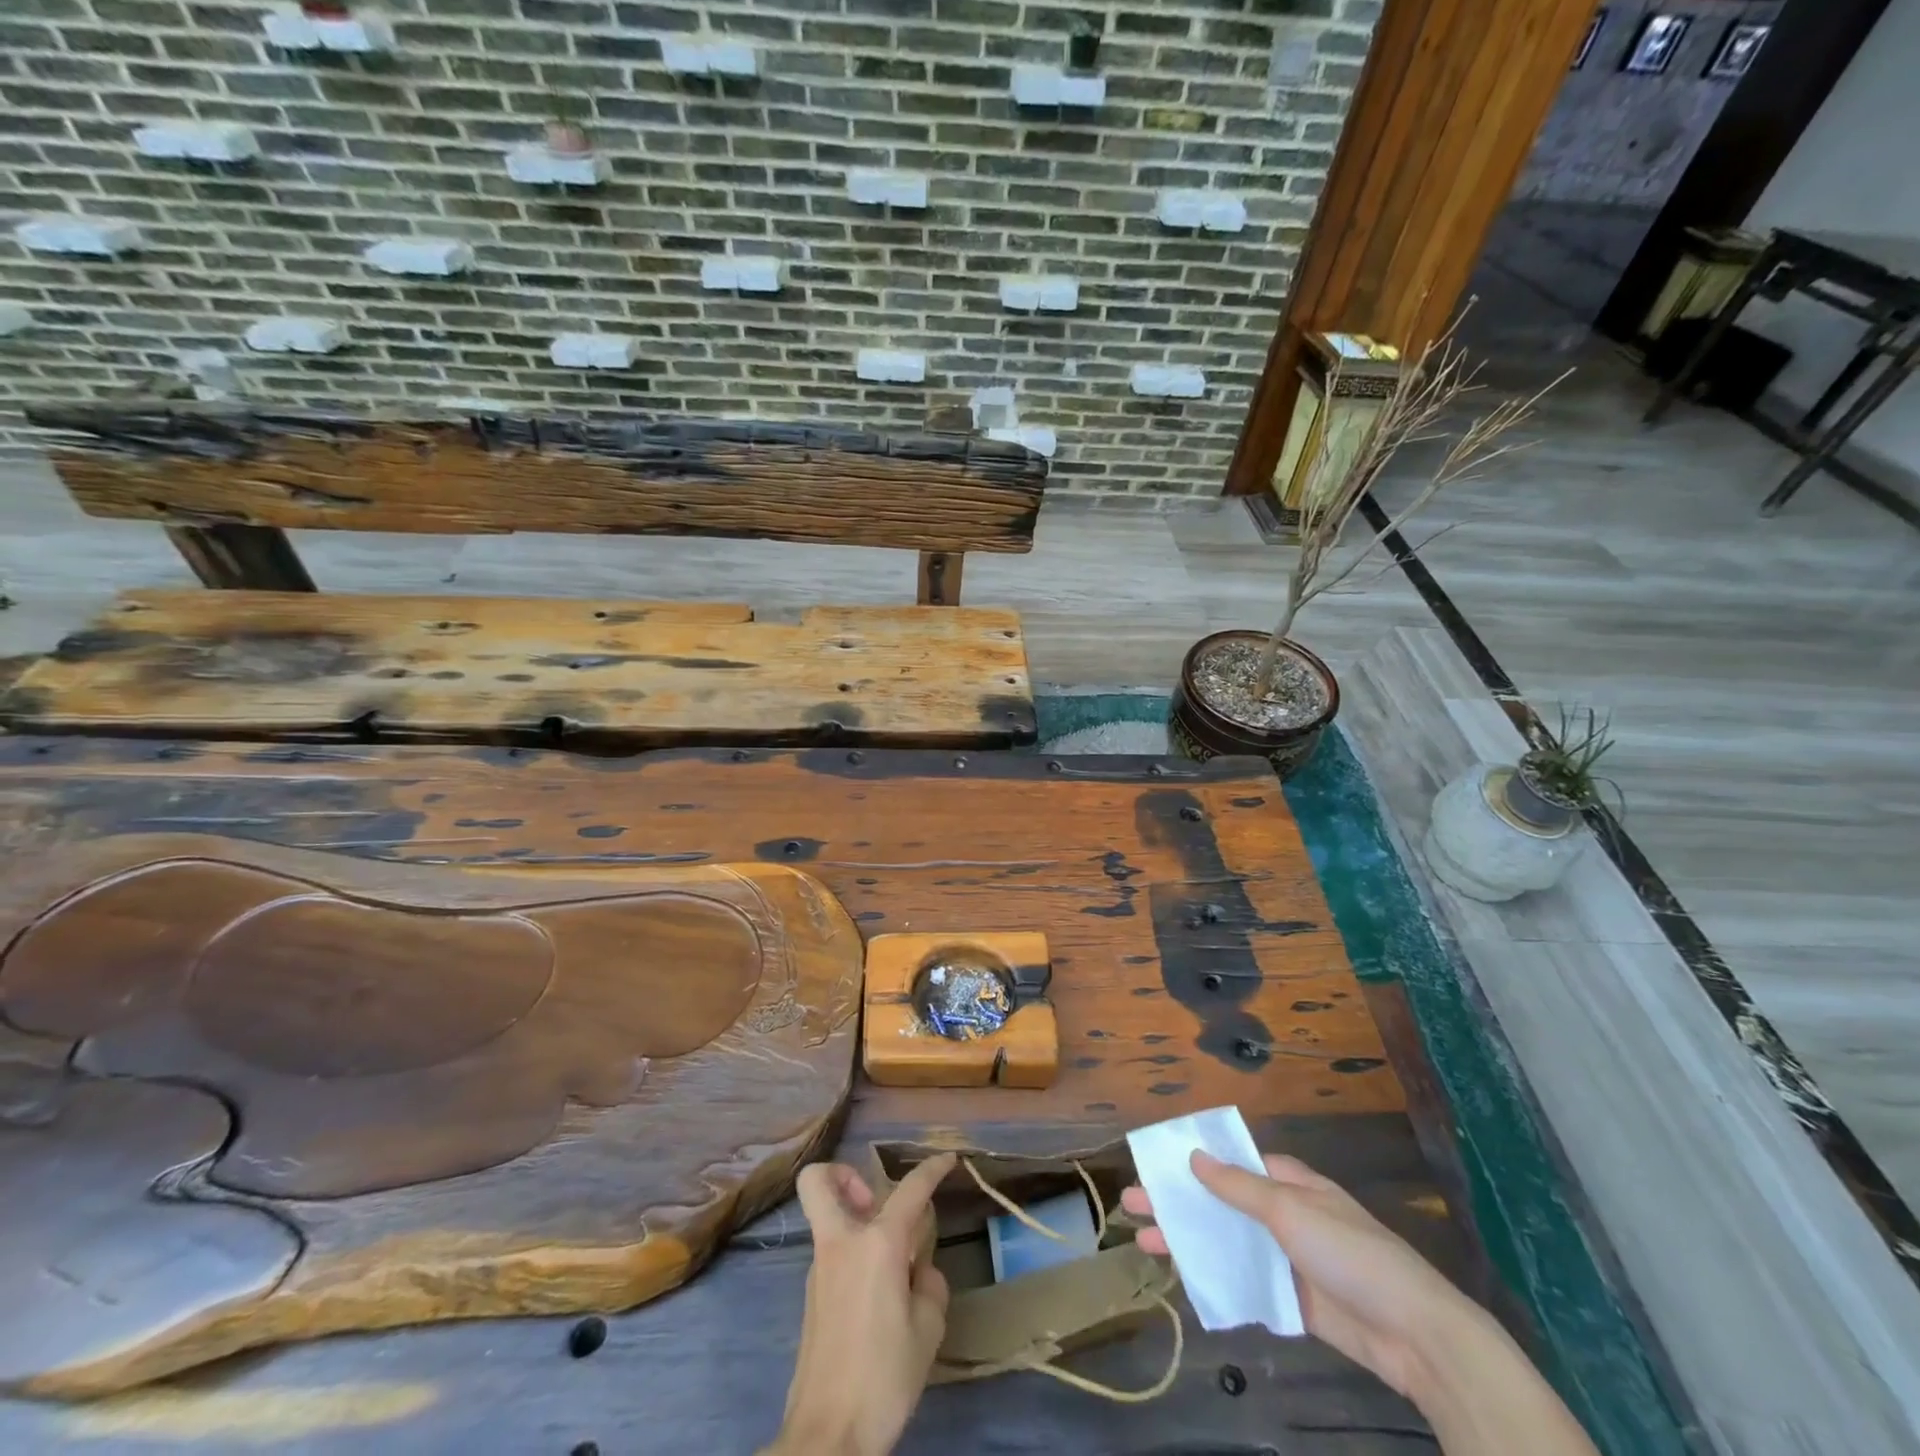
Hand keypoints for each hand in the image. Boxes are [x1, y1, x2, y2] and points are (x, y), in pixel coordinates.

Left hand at [767, 1152, 956, 1455]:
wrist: (827, 1436)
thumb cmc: (883, 1377)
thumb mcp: (927, 1331)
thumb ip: (929, 1285)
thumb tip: (919, 1271)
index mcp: (876, 1244)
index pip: (910, 1190)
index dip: (932, 1168)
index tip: (948, 1158)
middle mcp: (841, 1243)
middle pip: (818, 1180)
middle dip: (844, 1174)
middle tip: (875, 1200)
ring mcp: (819, 1268)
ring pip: (827, 1218)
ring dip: (854, 1219)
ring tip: (890, 1259)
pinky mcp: (811, 1296)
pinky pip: (832, 1254)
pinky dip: (853, 1255)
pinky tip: (878, 1295)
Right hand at [1121, 1151, 1482, 1401]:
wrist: (1413, 1334)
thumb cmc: (1349, 1252)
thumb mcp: (1290, 1209)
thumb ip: (1239, 1186)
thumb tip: (1193, 1155)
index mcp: (1288, 1182)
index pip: (1231, 1163)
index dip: (1192, 1162)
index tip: (1154, 1164)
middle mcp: (1284, 1214)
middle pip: (1221, 1202)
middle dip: (1178, 1202)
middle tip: (1131, 1204)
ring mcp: (1287, 1258)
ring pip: (1227, 1242)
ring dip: (1189, 1240)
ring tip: (1144, 1242)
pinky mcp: (1292, 1300)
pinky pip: (1245, 1281)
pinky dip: (1215, 1277)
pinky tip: (1183, 1278)